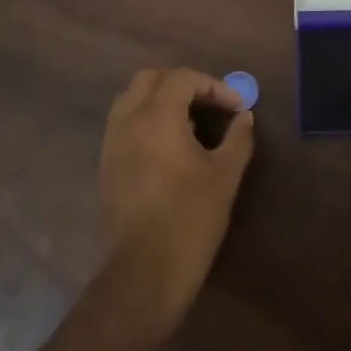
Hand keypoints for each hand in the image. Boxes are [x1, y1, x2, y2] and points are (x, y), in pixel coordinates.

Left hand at [97, 68, 254, 332]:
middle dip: (183, 84)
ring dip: (161, 99)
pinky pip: (124, 123)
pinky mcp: (106, 164)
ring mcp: (112, 142)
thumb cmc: (190, 219)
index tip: (237, 108)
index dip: (214, 86)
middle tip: (211, 103)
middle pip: (151, 79)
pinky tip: (170, 146)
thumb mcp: (225, 176)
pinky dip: (146, 119)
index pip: (183, 79)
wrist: (144, 271)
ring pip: (132, 99)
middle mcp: (128, 121)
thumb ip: (237, 138)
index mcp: (156, 117)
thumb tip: (244, 117)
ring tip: (191, 122)